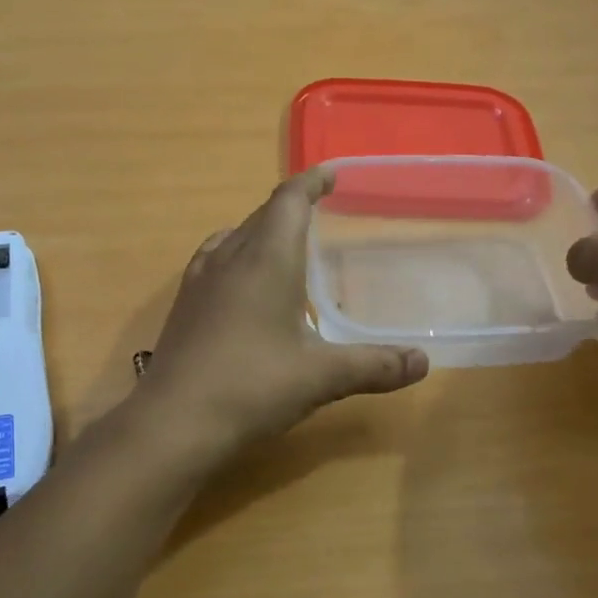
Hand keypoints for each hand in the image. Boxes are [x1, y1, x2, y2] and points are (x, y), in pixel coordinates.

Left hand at [133, 169, 429, 457]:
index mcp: (267, 259)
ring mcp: (200, 279)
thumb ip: (374, 366)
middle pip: (262, 214)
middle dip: (291, 206)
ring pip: (235, 235)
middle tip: (319, 213)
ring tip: (284, 244)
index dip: (311, 182)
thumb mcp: (322, 377)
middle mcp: (230, 257)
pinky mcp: (184, 304)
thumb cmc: (253, 387)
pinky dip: (237, 255)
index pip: (289, 200)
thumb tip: (423, 363)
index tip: (331, 175)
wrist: (174, 422)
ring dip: (261, 229)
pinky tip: (244, 285)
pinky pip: (214, 259)